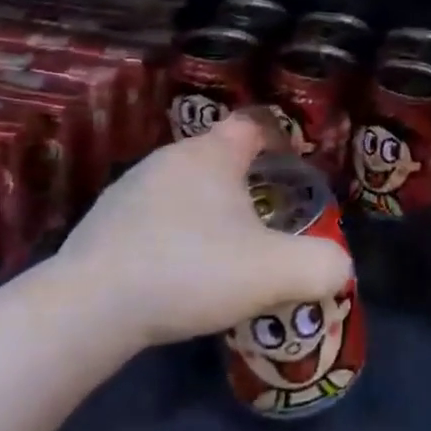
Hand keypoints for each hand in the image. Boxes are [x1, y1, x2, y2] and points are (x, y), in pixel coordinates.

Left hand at [55, 111, 353, 349]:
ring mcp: (130, 188)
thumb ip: (320, 266)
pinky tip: (177, 271)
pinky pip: (152, 216)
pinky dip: (172, 233)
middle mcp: (169, 158)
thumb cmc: (192, 269)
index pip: (252, 124)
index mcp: (212, 155)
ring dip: (206, 209)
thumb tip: (339, 266)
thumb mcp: (273, 272)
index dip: (279, 137)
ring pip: (183, 187)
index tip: (294, 163)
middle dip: (245, 180)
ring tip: (223, 249)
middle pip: (218, 156)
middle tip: (266, 217)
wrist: (92, 306)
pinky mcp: (103, 222)